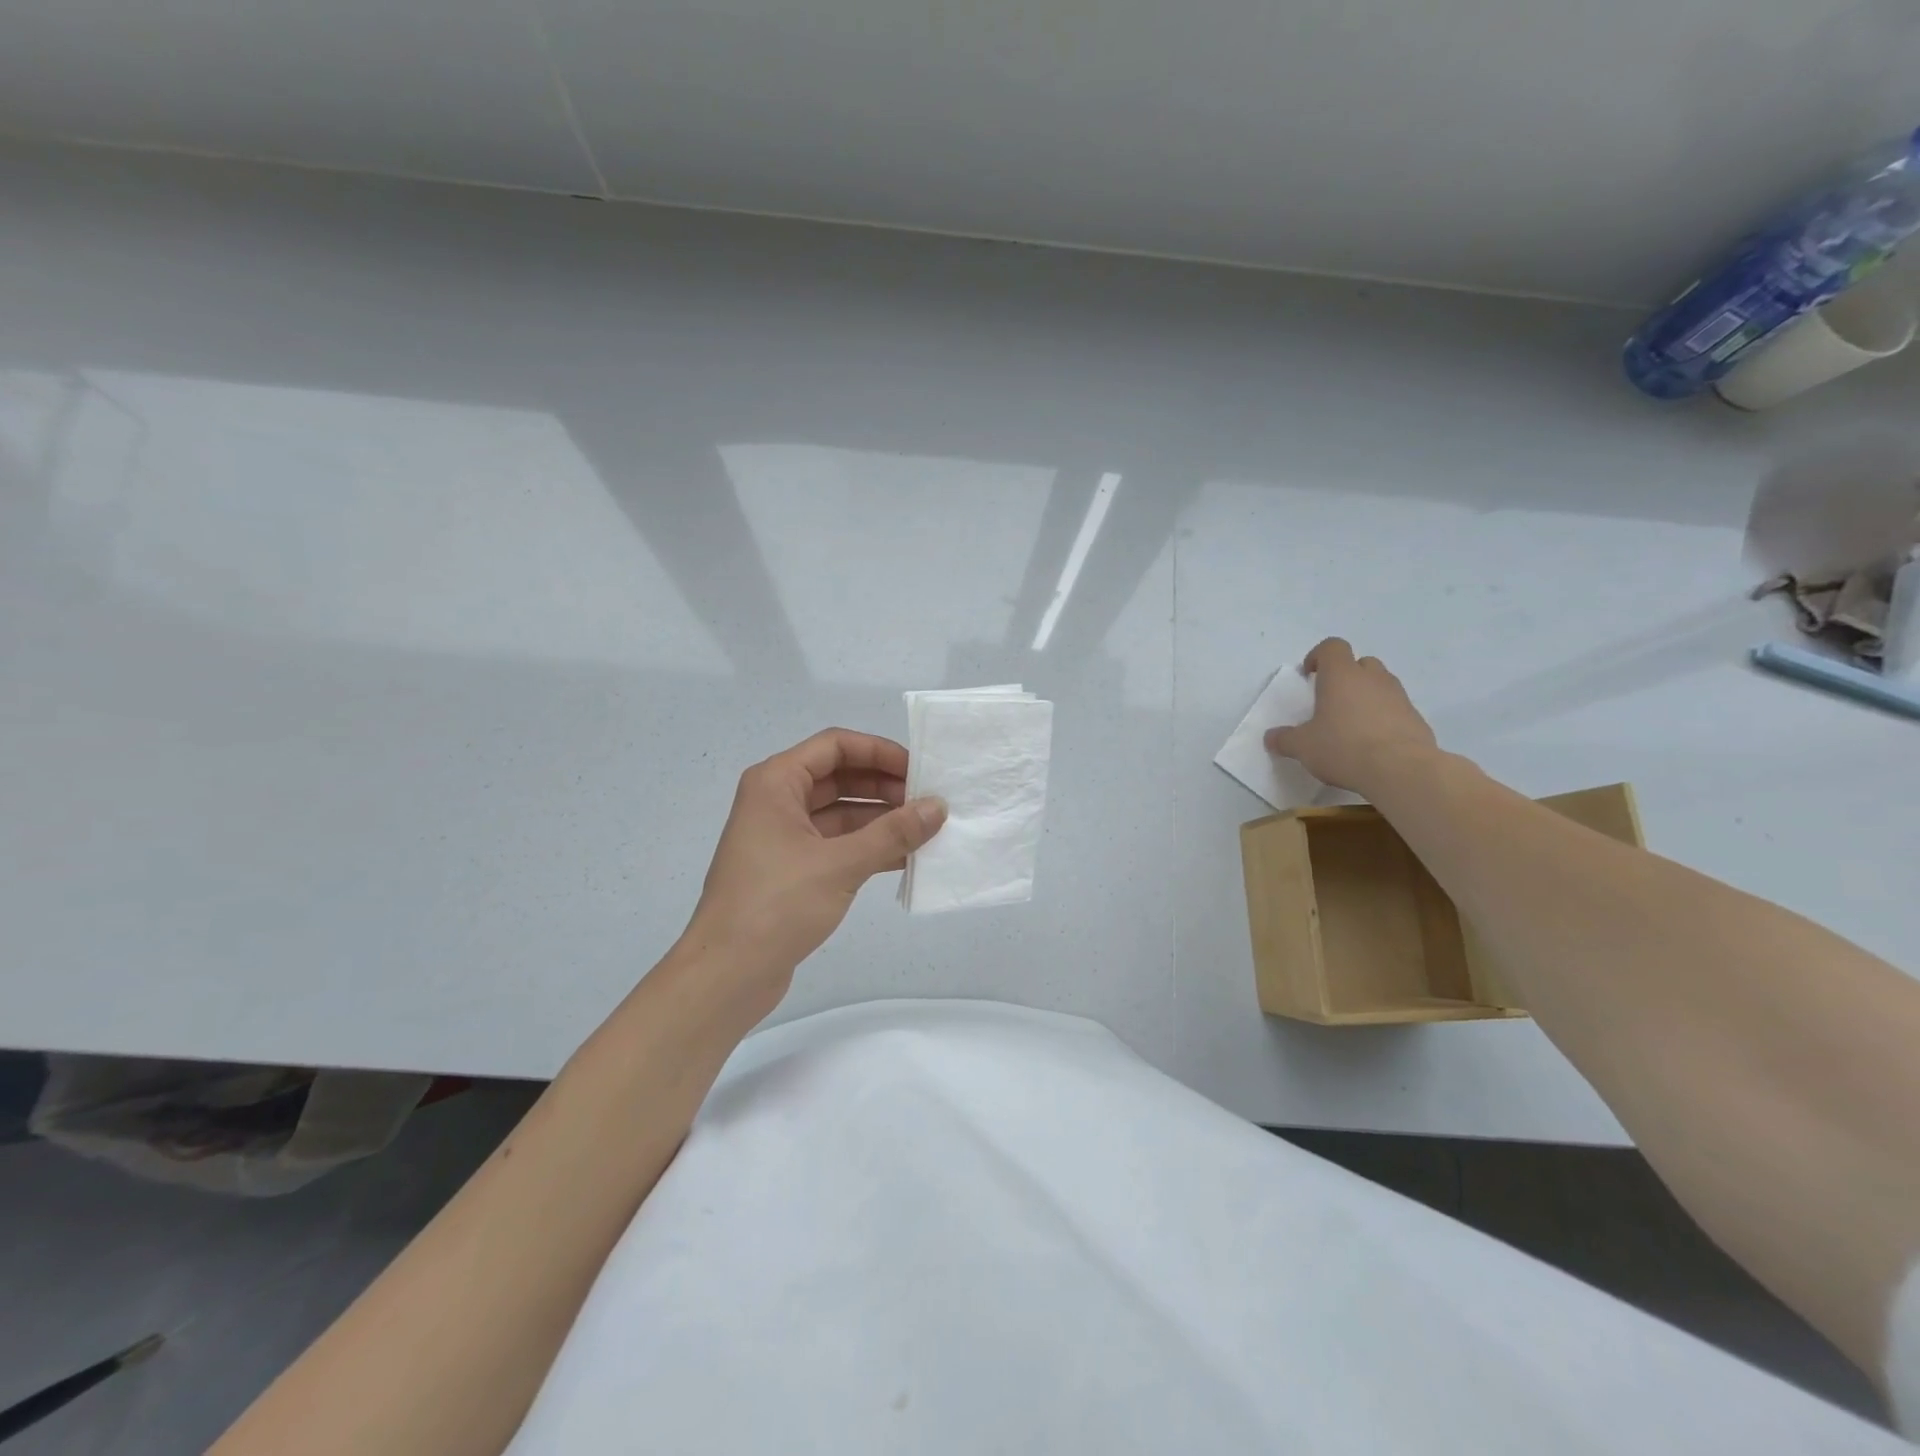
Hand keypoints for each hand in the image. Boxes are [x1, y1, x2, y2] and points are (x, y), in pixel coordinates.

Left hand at [679, 729, 945, 1021]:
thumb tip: (938, 807)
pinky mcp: (792, 869)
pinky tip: (905, 858)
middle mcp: (777, 801)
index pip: (835, 745)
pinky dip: (868, 846)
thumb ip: (893, 833)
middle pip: (839, 776)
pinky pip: (836, 844)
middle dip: (884, 785)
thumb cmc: (777, 904)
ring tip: (926, 829)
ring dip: (880, 818)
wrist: (727, 974)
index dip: (879, 752)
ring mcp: (783, 837)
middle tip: (929, 801)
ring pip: (840, 812)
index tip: (919, 770)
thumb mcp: (840, 864)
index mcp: (776, 782)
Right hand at [1264, 638, 1438, 792]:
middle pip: (1360, 663)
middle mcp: (1372, 678)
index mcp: (1341, 676)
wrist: (1401, 770)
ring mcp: (1399, 697)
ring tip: (1352, 725)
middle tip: (1331, 701)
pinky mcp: (1416, 718)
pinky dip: (1384, 718)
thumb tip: (1271, 737)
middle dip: (1346, 677)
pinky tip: (1373, 744)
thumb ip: (1285, 739)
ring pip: (1380, 685)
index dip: (1318, 657)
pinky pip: (1396, 709)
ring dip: (1366, 697)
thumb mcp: (1303, 747)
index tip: (1309, 676)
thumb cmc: (1343, 747)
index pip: (1332, 647)